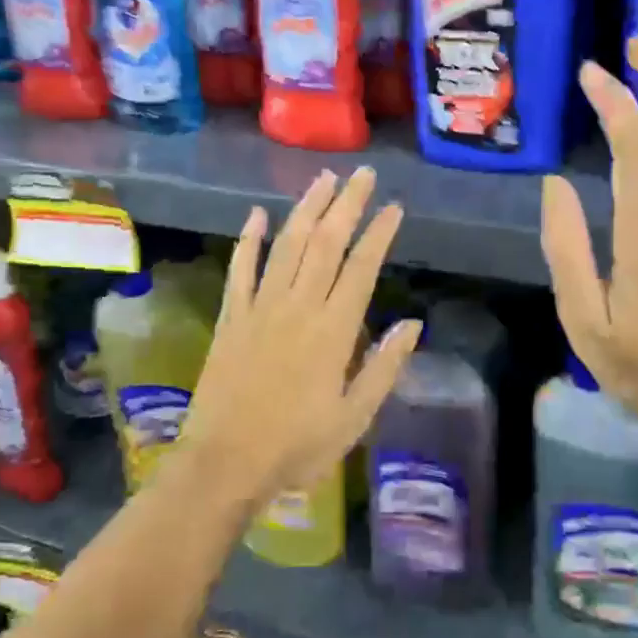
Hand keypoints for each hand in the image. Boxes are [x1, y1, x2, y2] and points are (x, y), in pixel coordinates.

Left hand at [179, 167, 421, 510]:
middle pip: (326, 243)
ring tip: (323, 179)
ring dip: (306, 209)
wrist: (225, 462)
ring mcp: (260, 308)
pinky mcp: (232, 317)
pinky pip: (241, 270)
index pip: (361, 268)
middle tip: (363, 174)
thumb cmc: (296, 445)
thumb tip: (413, 324)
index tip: (394, 207)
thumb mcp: (354, 417)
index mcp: (333, 330)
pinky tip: (257, 215)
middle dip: (347, 204)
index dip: (379, 234)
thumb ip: (384, 368)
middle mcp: (298, 307)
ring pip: (287, 245)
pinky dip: (249, 240)